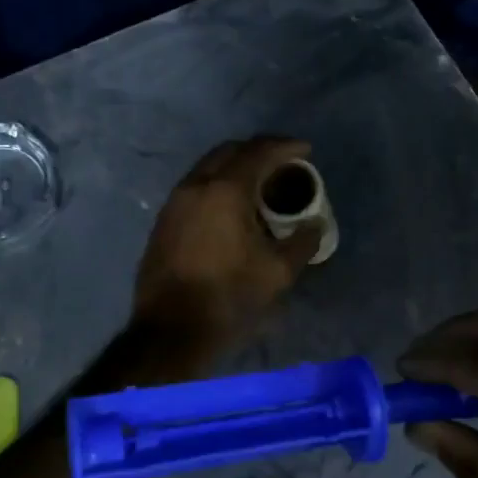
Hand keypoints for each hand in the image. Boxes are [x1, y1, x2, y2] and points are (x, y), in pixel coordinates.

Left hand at [133, 136, 323, 352]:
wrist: (170, 330)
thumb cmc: (228, 297)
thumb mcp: (277, 272)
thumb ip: (302, 242)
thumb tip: (314, 225)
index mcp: (225, 190)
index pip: (259, 152)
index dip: (286, 147)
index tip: (306, 150)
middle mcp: (196, 186)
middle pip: (230, 151)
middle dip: (259, 150)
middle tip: (283, 163)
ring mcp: (175, 202)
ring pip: (209, 167)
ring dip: (236, 167)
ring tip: (260, 184)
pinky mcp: (164, 221)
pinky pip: (196, 187)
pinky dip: (218, 184)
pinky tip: (232, 207)